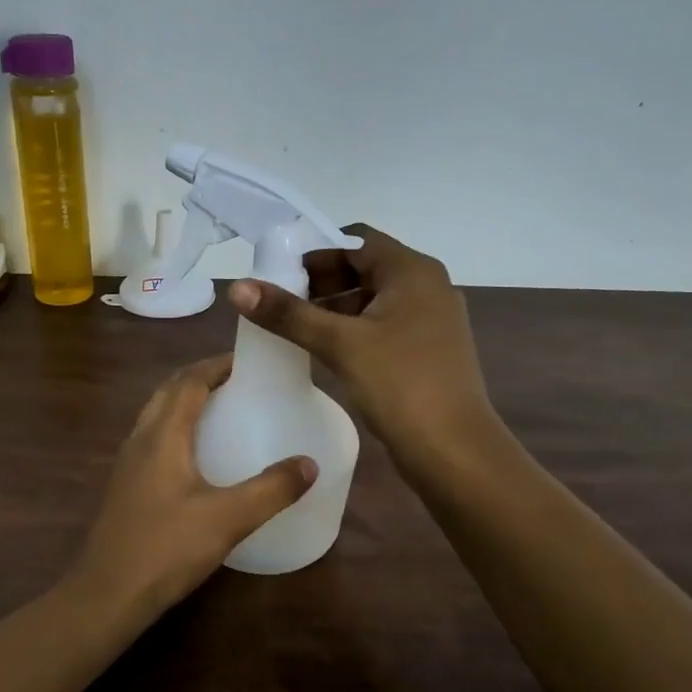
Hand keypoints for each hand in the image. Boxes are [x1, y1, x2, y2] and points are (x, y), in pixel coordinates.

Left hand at [69, 357, 317, 620]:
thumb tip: (310, 464)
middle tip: (238, 381)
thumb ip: (271, 489)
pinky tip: (196, 456)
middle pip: (168, 391)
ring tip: (221, 410)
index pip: (189, 381)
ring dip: (184, 401)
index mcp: (163, 435)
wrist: (108, 594)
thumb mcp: (228, 519)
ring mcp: (128, 463)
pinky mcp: (125, 486)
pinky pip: (152, 439)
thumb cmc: (166, 549)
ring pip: (156, 415)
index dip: (217, 365)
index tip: (248, 360)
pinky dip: (175, 428)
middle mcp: (140, 439)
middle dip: (201, 378)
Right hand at [227, 224, 496, 474]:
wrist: (453, 450)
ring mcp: (431, 320)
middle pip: (364, 268)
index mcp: (413, 271)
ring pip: (372, 300)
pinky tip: (324, 350)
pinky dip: (352, 330)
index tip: (278, 275)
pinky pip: (383, 326)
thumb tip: (238, 287)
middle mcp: (427, 287)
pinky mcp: (428, 350)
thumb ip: (288, 314)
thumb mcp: (340, 344)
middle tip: (280, 304)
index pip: (356, 241)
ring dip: (334, 308)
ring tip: (294, 328)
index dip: (314, 253)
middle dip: (320, 283)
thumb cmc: (400, 384)